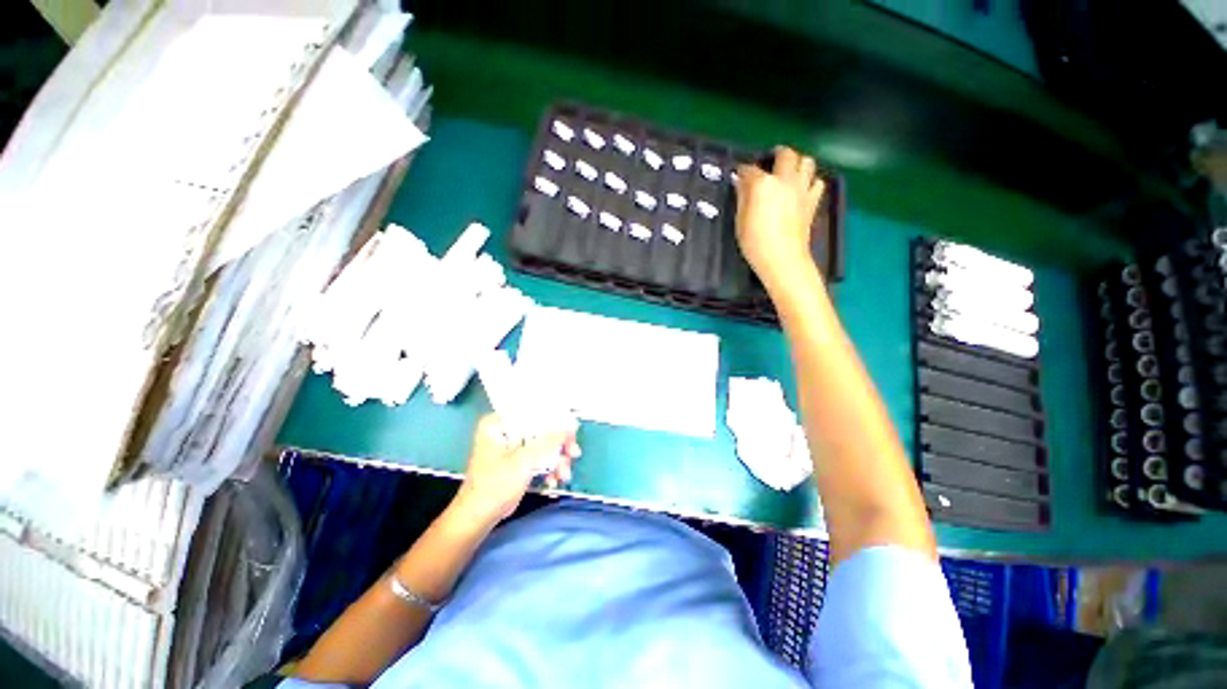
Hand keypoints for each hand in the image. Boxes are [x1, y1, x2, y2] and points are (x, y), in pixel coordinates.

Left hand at [453, 414, 580, 525]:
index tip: (571, 431)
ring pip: (543, 444)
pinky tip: (554, 480)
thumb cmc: (494, 485)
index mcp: (499, 423)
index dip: (555, 418)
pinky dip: (549, 467)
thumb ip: (549, 441)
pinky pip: (539, 457)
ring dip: (556, 459)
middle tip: (573, 453)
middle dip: (558, 444)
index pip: (532, 411)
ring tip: (563, 475)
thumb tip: (571, 424)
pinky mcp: (518, 461)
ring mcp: (512, 446)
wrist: (478, 518)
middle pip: (541, 428)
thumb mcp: (524, 460)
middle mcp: (505, 430)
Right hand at [734, 147, 825, 289]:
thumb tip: (741, 182)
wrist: (782, 258)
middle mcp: (785, 180)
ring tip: (788, 173)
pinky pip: (817, 181)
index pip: (749, 169)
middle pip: (785, 154)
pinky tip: (801, 189)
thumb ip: (742, 197)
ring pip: (807, 161)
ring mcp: (802, 188)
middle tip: (768, 163)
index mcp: (763, 184)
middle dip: (776, 155)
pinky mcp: (813, 200)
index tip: (738, 174)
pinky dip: (810, 181)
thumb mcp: (740, 220)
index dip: (742, 170)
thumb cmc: (755, 243)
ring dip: (797, 163)